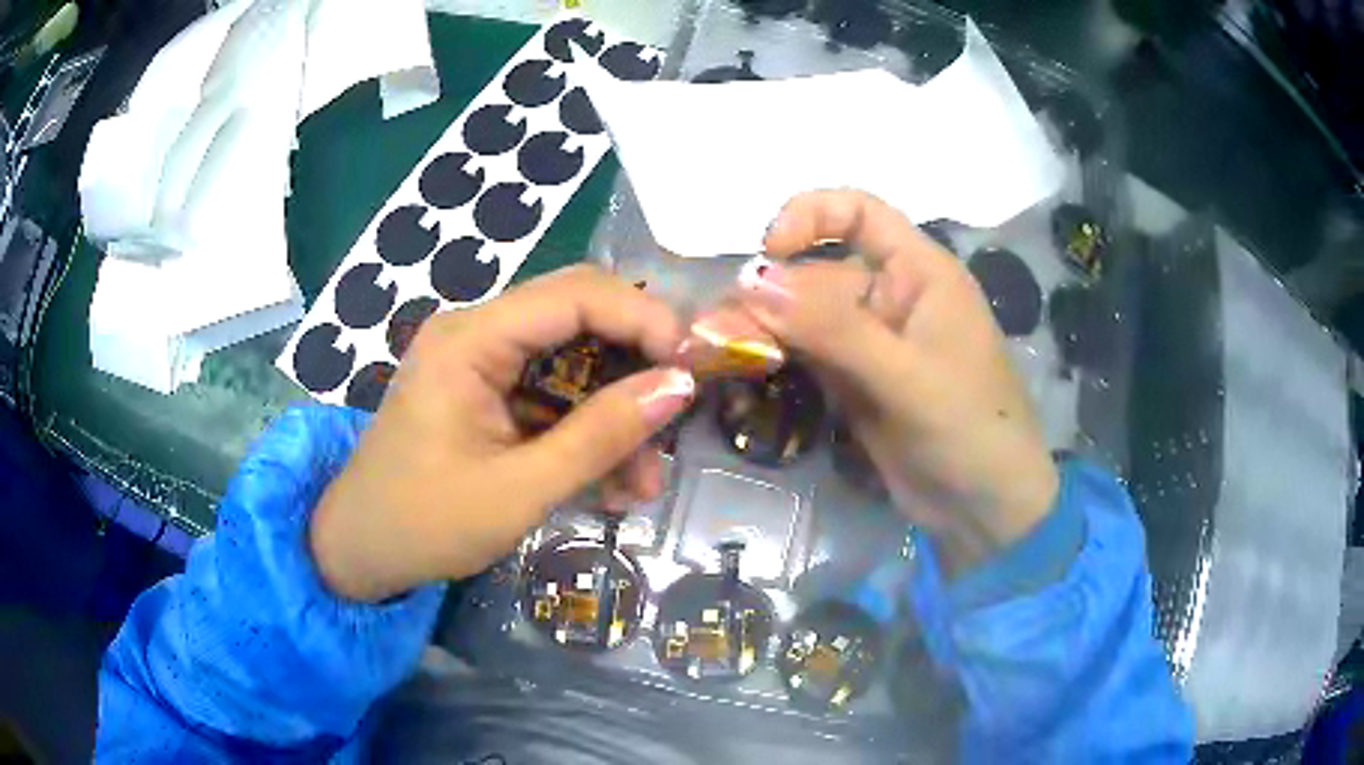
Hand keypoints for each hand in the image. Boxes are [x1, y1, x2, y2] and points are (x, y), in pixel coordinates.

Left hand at [309, 266, 694, 601]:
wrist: (360, 552)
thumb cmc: (424, 524)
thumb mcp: (520, 489)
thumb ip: (601, 436)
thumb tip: (680, 386)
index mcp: (471, 338)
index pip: (577, 293)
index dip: (645, 319)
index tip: (694, 367)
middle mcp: (476, 331)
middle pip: (580, 320)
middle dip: (635, 369)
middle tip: (676, 422)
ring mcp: (480, 361)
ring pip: (573, 363)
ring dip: (614, 416)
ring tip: (643, 484)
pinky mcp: (485, 391)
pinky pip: (551, 395)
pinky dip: (585, 433)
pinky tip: (610, 486)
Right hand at [735, 190, 1058, 572]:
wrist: (984, 510)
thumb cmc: (969, 429)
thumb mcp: (906, 375)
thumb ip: (833, 328)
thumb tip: (751, 278)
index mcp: (920, 273)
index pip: (859, 213)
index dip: (811, 216)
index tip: (769, 249)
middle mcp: (891, 297)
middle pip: (816, 273)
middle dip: (768, 294)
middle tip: (717, 330)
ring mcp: (870, 343)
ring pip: (803, 317)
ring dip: (760, 328)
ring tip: (712, 347)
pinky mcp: (853, 384)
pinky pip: (805, 355)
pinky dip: (772, 358)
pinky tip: (739, 365)